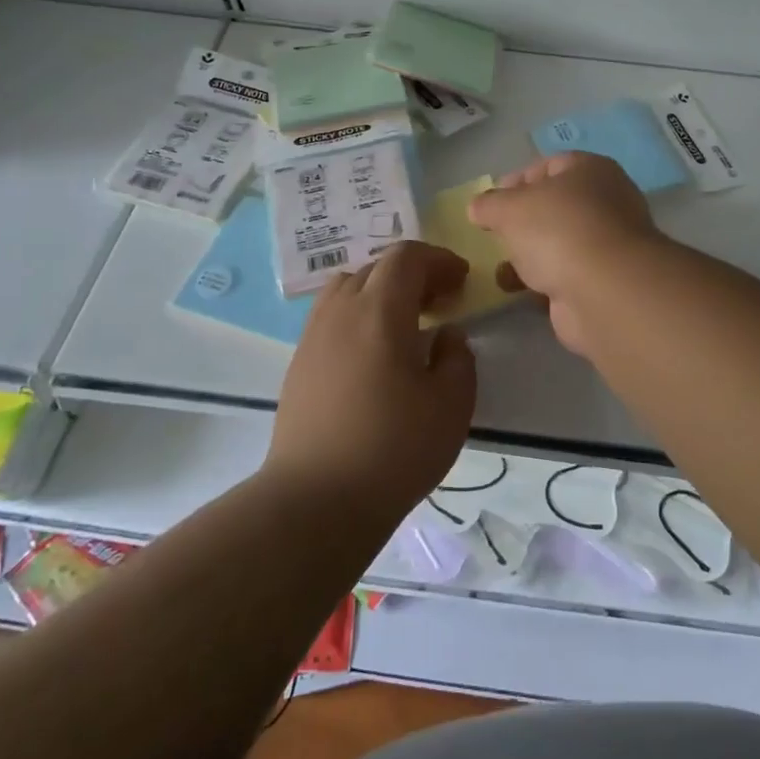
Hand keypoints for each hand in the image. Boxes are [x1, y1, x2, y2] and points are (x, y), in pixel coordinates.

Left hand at [265, 241, 476, 523]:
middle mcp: (340, 311)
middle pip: (376, 268)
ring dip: (380, 292)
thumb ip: (458, 358)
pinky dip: (358, 316)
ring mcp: (313, 337)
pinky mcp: (298, 364)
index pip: (406, 257)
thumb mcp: (452, 405)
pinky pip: (331, 317)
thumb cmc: (394, 449)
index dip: (438, 260)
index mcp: (380, 311)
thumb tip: (447, 335)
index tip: (461, 281)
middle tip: (441, 301)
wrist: (316, 501)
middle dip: (413, 274)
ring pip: (347, 288)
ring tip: (404, 323)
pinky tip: (373, 354)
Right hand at [468, 152, 666, 355]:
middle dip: (523, 220)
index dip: (517, 180)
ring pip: (561, 242)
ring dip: (531, 253)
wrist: (606, 291)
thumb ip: (489, 204)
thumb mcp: (510, 208)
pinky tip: (521, 290)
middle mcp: (607, 201)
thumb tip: (478, 207)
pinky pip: (567, 274)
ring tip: (502, 268)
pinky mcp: (606, 281)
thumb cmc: (558, 230)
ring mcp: (609, 243)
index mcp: (591, 170)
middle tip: (496, 234)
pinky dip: (544, 280)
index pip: (550, 165)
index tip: (491, 202)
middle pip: (556, 205)